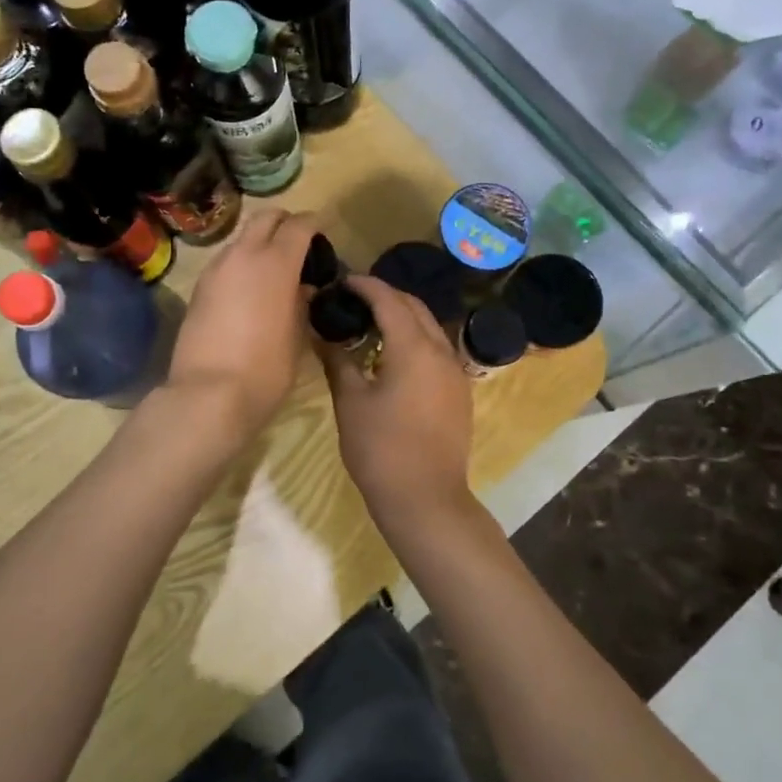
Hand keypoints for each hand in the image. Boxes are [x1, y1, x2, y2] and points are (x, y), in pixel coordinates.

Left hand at [166, 208, 316, 439]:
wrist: (208, 395)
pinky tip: (249, 292)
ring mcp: (216, 269)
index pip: (299, 224)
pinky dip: (241, 265)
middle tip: (298, 244)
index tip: (322, 234)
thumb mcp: (297, 337)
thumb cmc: (266, 369)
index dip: (314, 224)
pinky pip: (226, 262)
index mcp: (276, 263)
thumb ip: (301, 304)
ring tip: (273, 272)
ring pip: (242, 239)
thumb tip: (301, 288)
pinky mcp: (199, 288)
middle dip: (284, 223)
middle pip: (265, 217)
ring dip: (259, 245)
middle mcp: (244, 255)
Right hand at [319, 275, 475, 542]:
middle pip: (414, 307)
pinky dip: (415, 339)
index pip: (389, 300)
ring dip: (402, 317)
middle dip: (385, 296)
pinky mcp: (459, 391)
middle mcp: (441, 351)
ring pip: (429, 327)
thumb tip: (322, 333)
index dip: (365, 285)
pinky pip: (436, 349)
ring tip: (370, 323)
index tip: (342, 281)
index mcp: (414, 348)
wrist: (426, 500)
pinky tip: (392, 355)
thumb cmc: (381, 449)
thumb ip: (338, 361)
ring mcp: (455, 371)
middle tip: (353, 299)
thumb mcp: (351, 402)